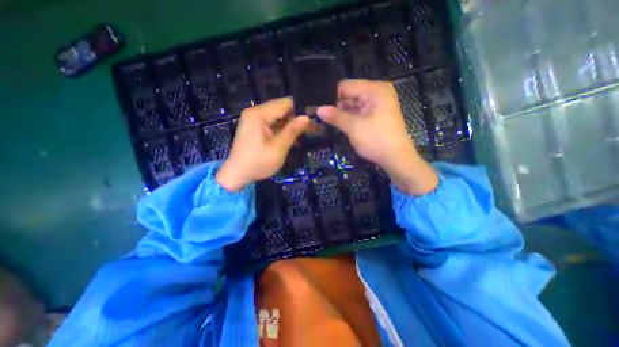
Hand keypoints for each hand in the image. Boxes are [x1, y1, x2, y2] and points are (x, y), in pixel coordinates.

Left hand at [216, 96, 309, 192]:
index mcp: (259, 114)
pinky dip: (282, 128)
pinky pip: (272, 123)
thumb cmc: (257, 163)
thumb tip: (307, 117)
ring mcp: (253, 119)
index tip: (313, 117)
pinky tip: (291, 136)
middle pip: (281, 108)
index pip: (285, 103)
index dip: (300, 109)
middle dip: (296, 117)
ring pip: (278, 116)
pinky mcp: (254, 126)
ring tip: (304, 132)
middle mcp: (255, 112)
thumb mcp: (278, 148)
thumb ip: (292, 131)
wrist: (237, 174)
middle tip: (311, 127)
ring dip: (290, 123)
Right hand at [316, 79, 436, 195]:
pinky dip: (349, 118)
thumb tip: (318, 109)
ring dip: (341, 113)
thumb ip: (335, 116)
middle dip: (335, 105)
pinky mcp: (377, 115)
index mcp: (374, 90)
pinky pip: (359, 112)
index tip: (317, 105)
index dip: (330, 96)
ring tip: (324, 119)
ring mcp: (378, 104)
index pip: (346, 86)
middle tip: (318, 114)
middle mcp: (377, 93)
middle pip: (350, 95)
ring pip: (353, 105)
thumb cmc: (376, 140)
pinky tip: (337, 123)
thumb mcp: (353, 127)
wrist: (396, 159)